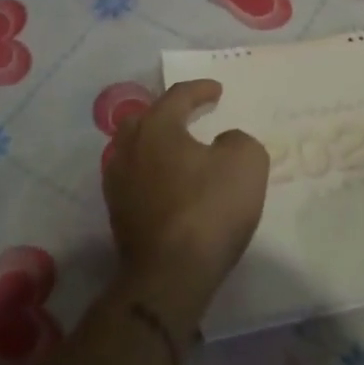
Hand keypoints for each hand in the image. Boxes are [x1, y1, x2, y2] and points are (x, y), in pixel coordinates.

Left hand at [103, 80, 268, 300]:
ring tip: (180, 152)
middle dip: (168, 114)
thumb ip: (237, 141)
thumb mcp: (246, 161)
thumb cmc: (210, 208)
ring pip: (135, 151)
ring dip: (157, 146)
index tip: (217, 91)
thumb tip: (223, 144)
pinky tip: (171, 186)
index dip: (200, 90)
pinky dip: (154, 175)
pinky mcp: (118, 216)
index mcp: (156, 127)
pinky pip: (137, 181)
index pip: (177, 96)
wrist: (171, 274)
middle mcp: (128, 148)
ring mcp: (117, 184)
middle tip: (190, 116)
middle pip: (145, 120)